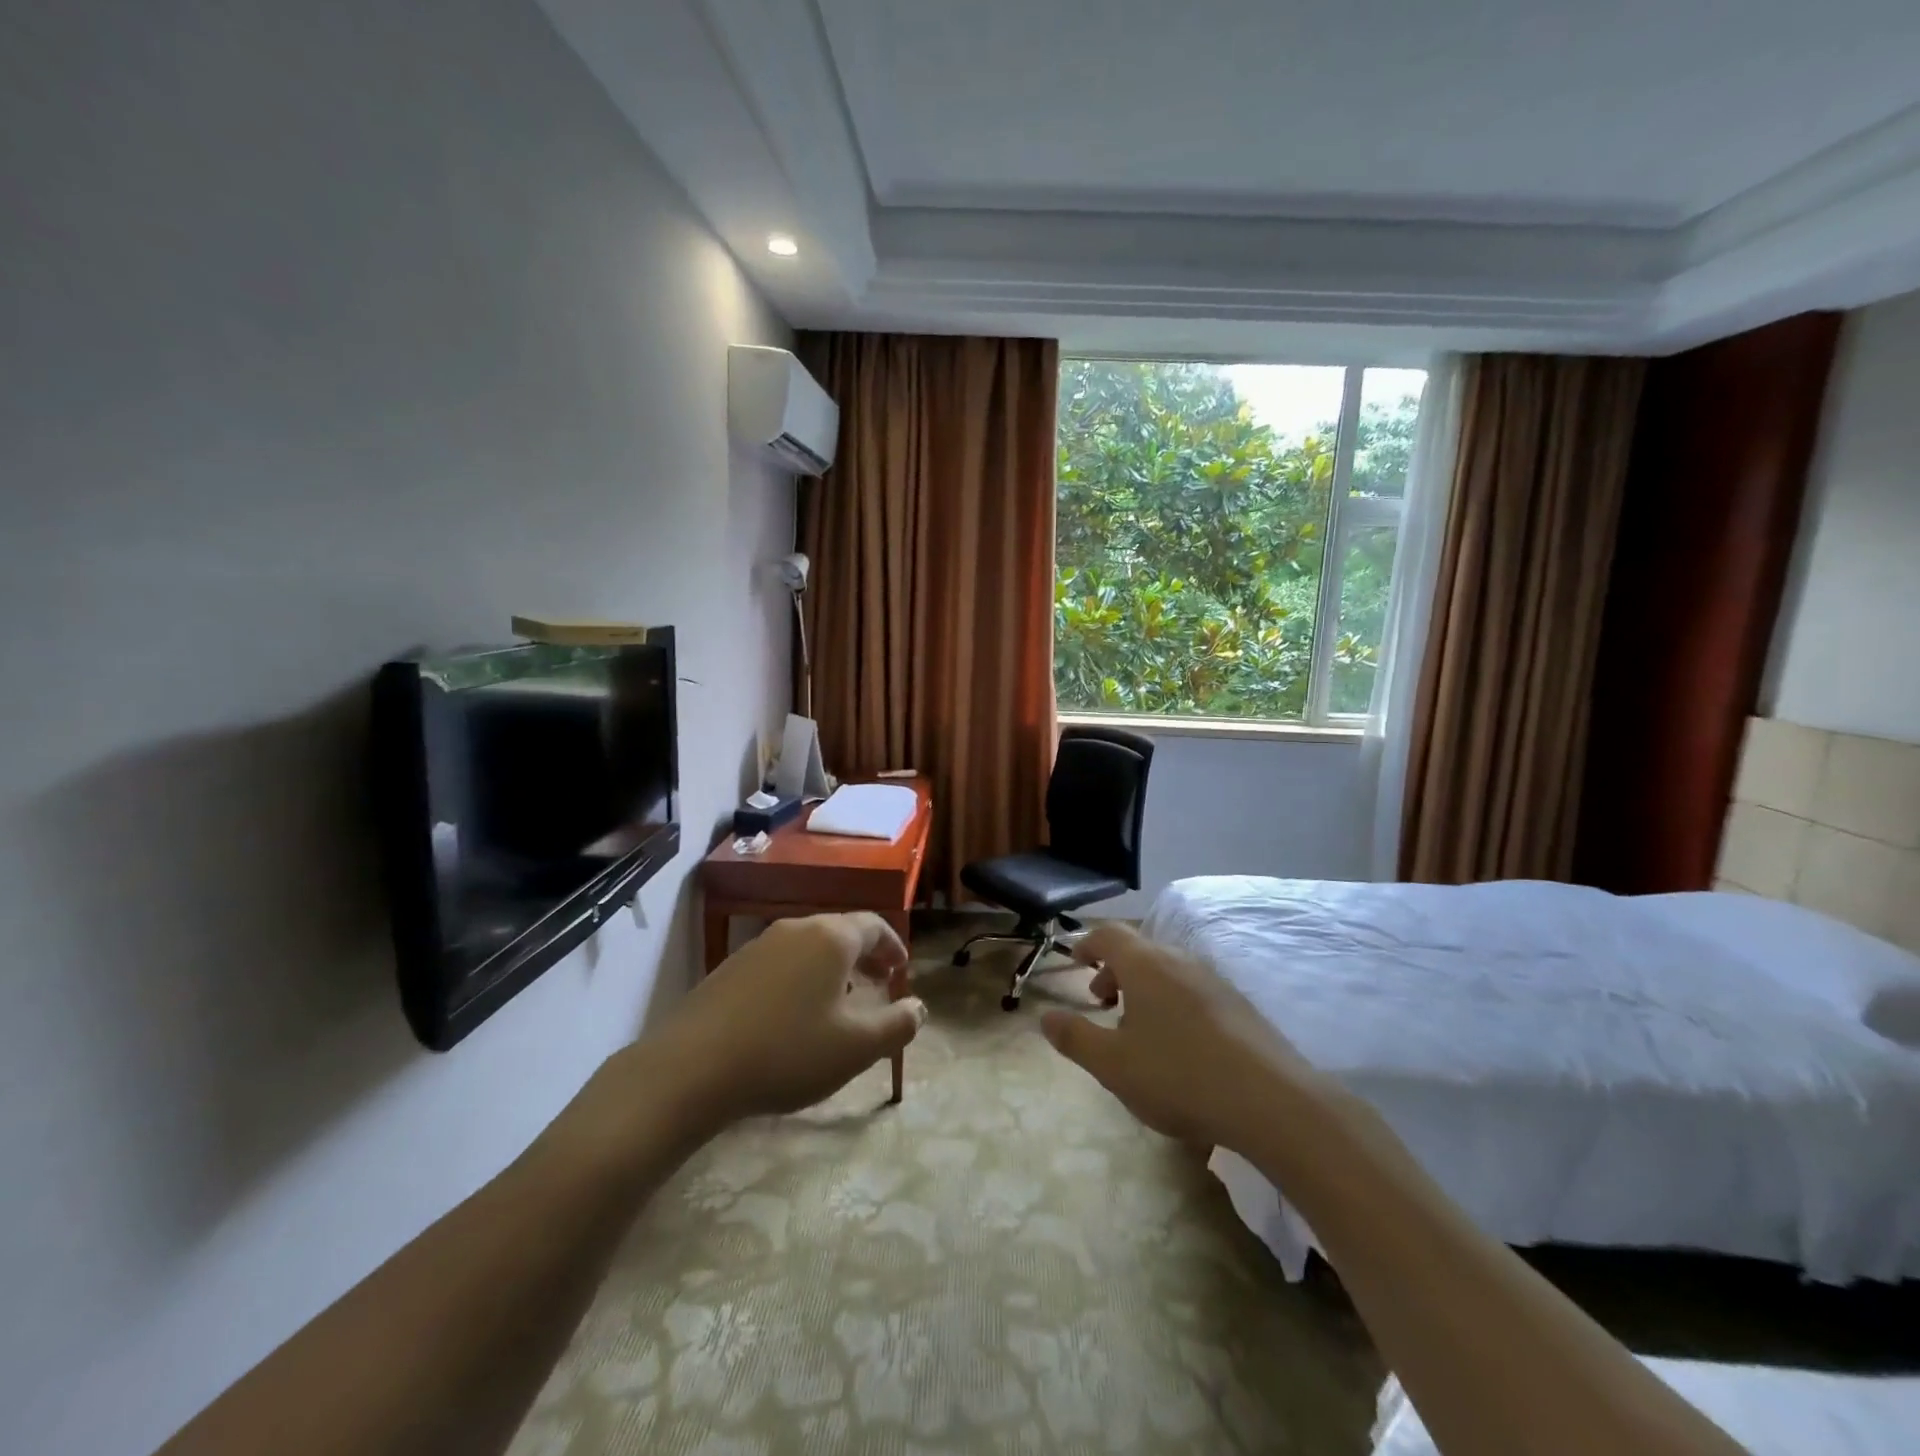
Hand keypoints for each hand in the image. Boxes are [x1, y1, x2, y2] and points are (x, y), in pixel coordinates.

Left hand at [638, 913, 925, 1132]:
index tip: (902, 970)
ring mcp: (758, 946)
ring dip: (831, 968)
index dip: (893, 946)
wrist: (691, 1068)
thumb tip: (919, 1008)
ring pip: (808, 947)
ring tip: (838, 1002)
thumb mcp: (856, 1047)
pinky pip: (779, 963)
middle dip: (864, 956)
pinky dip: (799, 979)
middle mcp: (796, 929)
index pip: (874, 925)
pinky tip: (792, 1015)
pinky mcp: (730, 969)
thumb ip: (897, 1025)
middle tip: (878, 985)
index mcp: (831, 938)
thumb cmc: (788, 1051)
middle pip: (840, 932)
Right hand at [1040, 923, 1313, 1148]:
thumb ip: (1075, 1038)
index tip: (1077, 962)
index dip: (1088, 944)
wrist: (1272, 1101)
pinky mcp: (1240, 1006)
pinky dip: (1173, 1003)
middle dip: (1115, 972)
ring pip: (1168, 971)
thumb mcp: (1113, 1065)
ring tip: (1138, 1030)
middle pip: (1139, 951)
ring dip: (1144, 989)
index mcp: (1145, 965)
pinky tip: (1179, 1046)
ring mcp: (1215, 981)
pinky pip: (1193, 990)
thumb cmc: (1179, 1076)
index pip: (1109, 935)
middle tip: (1102, 1003)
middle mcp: (1180, 961)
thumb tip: (1046, 1017)